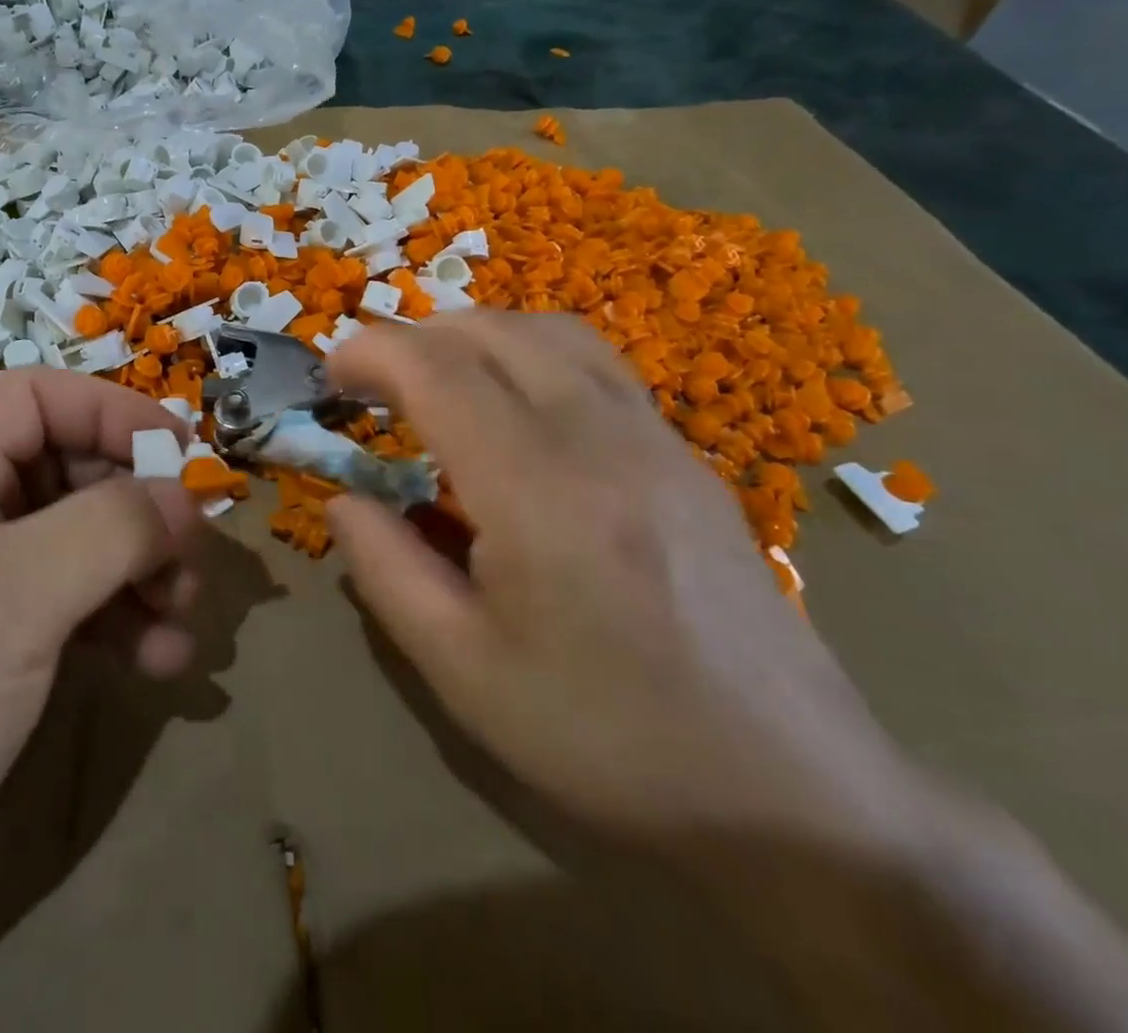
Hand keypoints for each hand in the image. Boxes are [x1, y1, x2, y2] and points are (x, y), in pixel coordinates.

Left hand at [0, 369, 204, 961]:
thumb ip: (111, 529)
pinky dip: (122, 624)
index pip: (35, 399)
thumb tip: (184, 496)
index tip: (181, 451)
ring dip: (141, 573)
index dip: (110, 410)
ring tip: (181, 618)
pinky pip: (75, 606)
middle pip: (69, 472)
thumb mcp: (15, 597)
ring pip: (82, 543)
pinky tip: (160, 662)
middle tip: (191, 553)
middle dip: (138, 509)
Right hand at [325, 311, 921, 857]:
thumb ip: (386, 570)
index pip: (439, 371)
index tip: (331, 377)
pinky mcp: (686, 457)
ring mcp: (657, 440)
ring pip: (552, 333)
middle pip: (494, 331)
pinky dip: (530, 354)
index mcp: (539, 493)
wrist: (796, 796)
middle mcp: (602, 440)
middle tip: (371, 383)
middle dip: (415, 336)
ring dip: (475, 335)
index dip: (372, 354)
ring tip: (435, 379)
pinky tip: (514, 410)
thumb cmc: (608, 741)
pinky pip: (595, 365)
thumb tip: (344, 500)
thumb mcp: (463, 672)